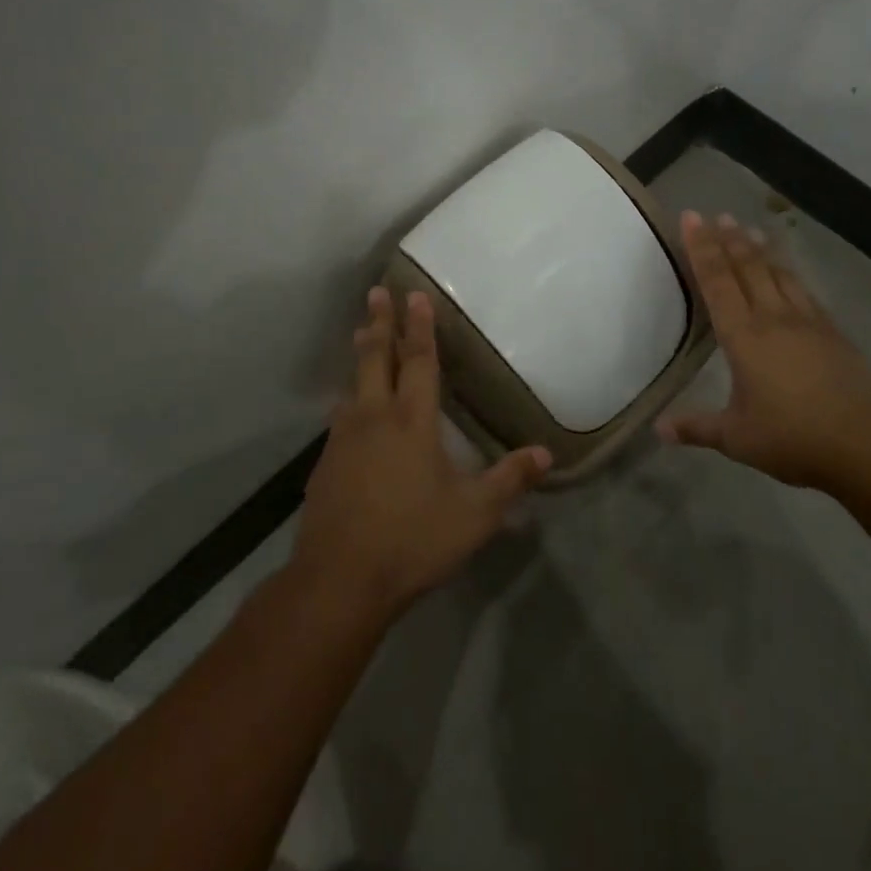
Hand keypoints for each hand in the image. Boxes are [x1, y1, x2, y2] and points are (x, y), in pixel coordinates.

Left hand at [292, 286, 550, 618]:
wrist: (339, 579)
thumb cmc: (413, 540)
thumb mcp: (474, 515)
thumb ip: (510, 480)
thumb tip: (546, 453)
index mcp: (412, 421)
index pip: (419, 361)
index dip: (419, 327)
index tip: (415, 294)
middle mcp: (374, 417)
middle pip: (375, 358)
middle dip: (379, 323)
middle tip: (376, 291)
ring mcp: (344, 439)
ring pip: (352, 384)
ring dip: (360, 355)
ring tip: (360, 335)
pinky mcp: (324, 463)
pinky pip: (340, 417)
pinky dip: (349, 398)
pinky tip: (349, 409)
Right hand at [657, 211, 870, 490]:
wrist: (867, 444)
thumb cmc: (793, 439)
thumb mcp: (737, 438)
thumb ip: (697, 427)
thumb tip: (658, 429)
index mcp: (743, 337)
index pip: (717, 281)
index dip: (702, 248)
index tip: (692, 217)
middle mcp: (773, 318)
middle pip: (748, 267)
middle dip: (729, 239)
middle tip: (716, 214)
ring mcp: (807, 322)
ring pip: (778, 273)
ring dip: (761, 249)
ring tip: (749, 228)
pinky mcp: (832, 333)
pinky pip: (804, 290)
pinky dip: (789, 272)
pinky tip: (789, 272)